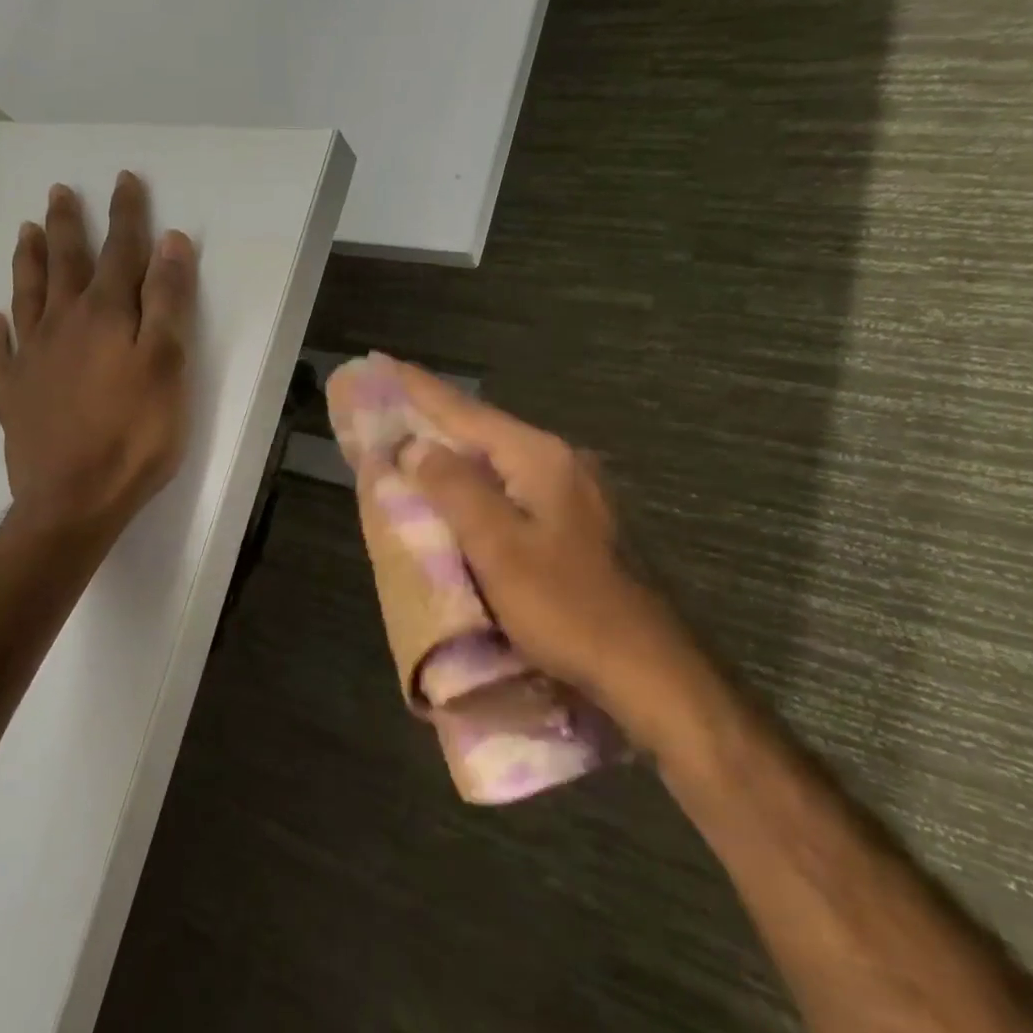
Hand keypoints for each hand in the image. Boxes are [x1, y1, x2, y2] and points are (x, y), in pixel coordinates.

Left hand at [0, 173, 196, 537]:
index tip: (125, 180)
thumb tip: (169, 242)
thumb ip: (167, 302)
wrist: (74, 501)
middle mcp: (62, 325)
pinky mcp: (12, 395)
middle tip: (60, 191)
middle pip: (65, 264)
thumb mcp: (167, 365)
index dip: (126, 215)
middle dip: (69, 225)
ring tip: (26, 231)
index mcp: (105, 315)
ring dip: (28, 262)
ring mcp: (31, 360)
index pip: (120, 252)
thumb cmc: (134, 435)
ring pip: (27, 297)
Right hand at [381, 360, 706, 751]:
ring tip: (417, 447)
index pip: (466, 411)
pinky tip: (466, 495)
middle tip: (391, 408)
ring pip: (501, 462)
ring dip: (457, 454)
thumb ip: (453, 487)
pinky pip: (516, 489)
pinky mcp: (581, 524)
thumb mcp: (498, 546)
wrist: (650, 669)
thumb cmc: (566, 606)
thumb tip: (415, 445)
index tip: (383, 363)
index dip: (419, 388)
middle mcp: (562, 462)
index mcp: (540, 457)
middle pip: (484, 431)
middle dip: (435, 420)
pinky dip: (480, 486)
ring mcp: (578, 493)